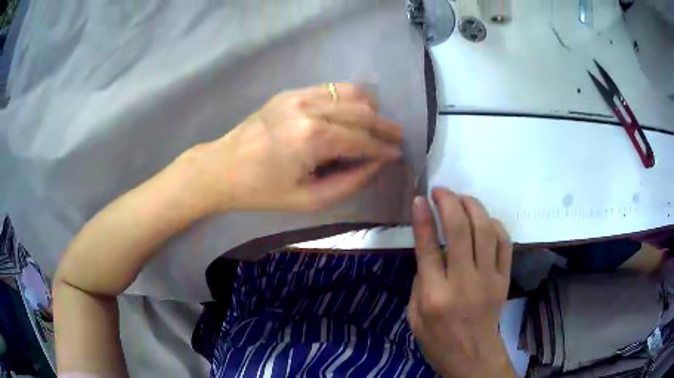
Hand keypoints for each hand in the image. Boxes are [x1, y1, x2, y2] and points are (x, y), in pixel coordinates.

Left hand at [174, 83, 402, 211]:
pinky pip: (331, 88)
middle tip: (398, 138)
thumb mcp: (309, 200)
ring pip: (351, 92)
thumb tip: (377, 164)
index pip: (363, 140)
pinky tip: (352, 112)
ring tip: (377, 125)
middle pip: (363, 112)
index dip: (384, 149)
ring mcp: (299, 95)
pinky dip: (349, 98)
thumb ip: (350, 182)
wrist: (222, 168)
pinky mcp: (291, 91)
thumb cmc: (263, 191)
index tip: (399, 154)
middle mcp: (310, 109)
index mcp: (313, 139)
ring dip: (371, 108)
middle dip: (385, 127)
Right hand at [408, 189, 515, 377]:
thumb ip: (421, 280)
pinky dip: (494, 225)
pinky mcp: (504, 278)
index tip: (420, 198)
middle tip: (441, 191)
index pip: (428, 248)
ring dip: (473, 207)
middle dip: (449, 203)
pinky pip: (504, 243)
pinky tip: (484, 220)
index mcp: (435, 296)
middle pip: (459, 232)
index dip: (423, 219)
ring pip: (485, 231)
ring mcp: (489, 279)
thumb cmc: (438, 338)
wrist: (472, 355)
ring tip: (462, 198)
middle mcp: (464, 283)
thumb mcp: (414, 315)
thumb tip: (429, 247)